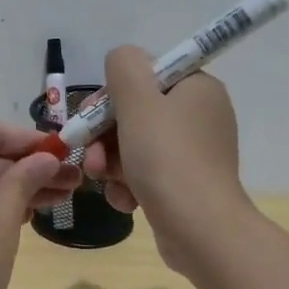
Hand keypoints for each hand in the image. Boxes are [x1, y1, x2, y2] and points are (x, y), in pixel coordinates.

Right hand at [81, 45, 253, 271]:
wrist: (200, 229)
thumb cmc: (167, 158)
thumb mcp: (138, 101)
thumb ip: (124, 67)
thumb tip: (121, 59)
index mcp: (197, 88)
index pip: (145, 74)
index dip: (113, 94)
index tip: (92, 116)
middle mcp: (200, 115)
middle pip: (136, 112)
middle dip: (104, 135)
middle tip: (89, 155)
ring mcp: (194, 152)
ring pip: (135, 145)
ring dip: (110, 162)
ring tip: (101, 180)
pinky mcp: (186, 184)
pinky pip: (146, 174)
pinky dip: (129, 185)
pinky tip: (125, 200)